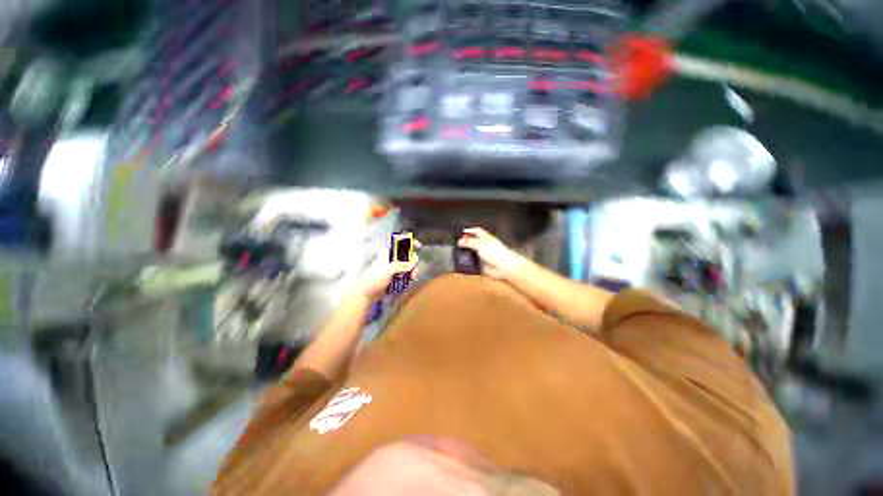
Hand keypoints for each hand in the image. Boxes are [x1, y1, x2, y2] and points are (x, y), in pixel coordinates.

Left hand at [353, 244, 419, 300]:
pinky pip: (405, 275)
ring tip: (412, 279)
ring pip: (408, 266)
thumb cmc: (374, 279)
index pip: (400, 244)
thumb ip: (401, 265)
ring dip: (412, 272)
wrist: (365, 293)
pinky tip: (408, 283)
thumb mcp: (388, 270)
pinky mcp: (395, 277)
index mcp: (389, 254)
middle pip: (408, 256)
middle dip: (413, 263)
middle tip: (414, 273)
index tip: (418, 246)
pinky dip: (409, 278)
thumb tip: (414, 261)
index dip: (409, 243)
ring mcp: (394, 268)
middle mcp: (392, 259)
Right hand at [457, 227, 526, 279]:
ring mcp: (484, 256)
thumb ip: (469, 242)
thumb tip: (459, 241)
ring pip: (473, 253)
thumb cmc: (494, 252)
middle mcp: (485, 246)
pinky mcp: (483, 265)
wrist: (504, 267)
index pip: (477, 231)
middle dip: (466, 243)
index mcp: (486, 237)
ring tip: (457, 255)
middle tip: (456, 244)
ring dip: (466, 254)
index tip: (461, 232)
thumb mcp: (479, 244)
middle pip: (474, 242)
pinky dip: (468, 264)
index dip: (470, 230)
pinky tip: (462, 265)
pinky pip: (474, 264)